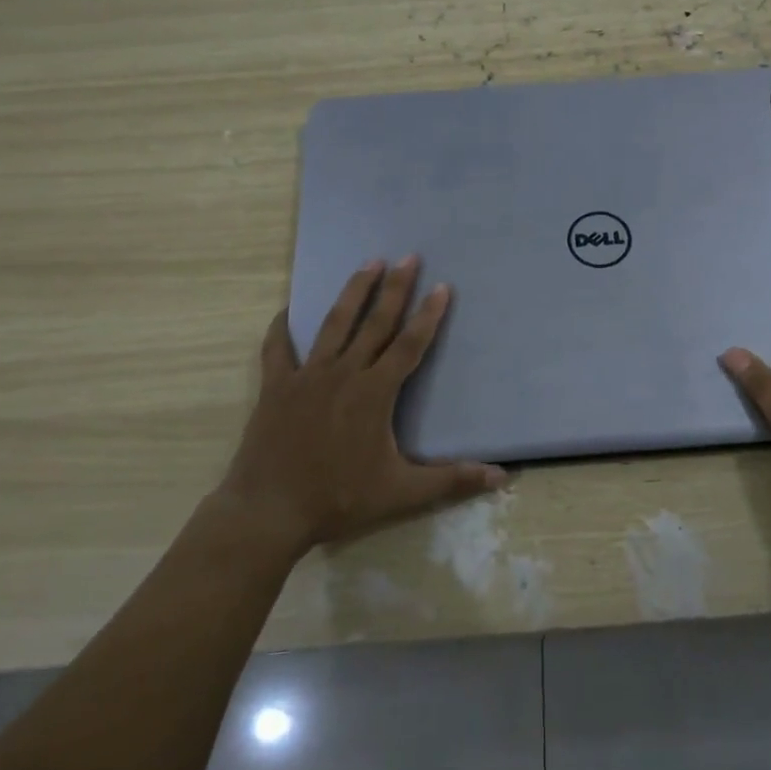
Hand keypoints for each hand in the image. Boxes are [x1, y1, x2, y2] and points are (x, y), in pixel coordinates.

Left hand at [223, 257, 506, 558]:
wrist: (269, 512)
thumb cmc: (339, 499)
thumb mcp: (402, 493)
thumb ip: (451, 480)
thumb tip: (500, 477)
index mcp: (375, 393)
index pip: (410, 344)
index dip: (428, 315)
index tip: (442, 286)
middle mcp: (343, 373)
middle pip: (375, 322)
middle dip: (395, 288)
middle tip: (408, 257)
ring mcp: (307, 376)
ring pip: (334, 324)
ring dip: (354, 292)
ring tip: (368, 263)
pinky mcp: (277, 387)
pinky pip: (278, 349)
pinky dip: (281, 328)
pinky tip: (284, 311)